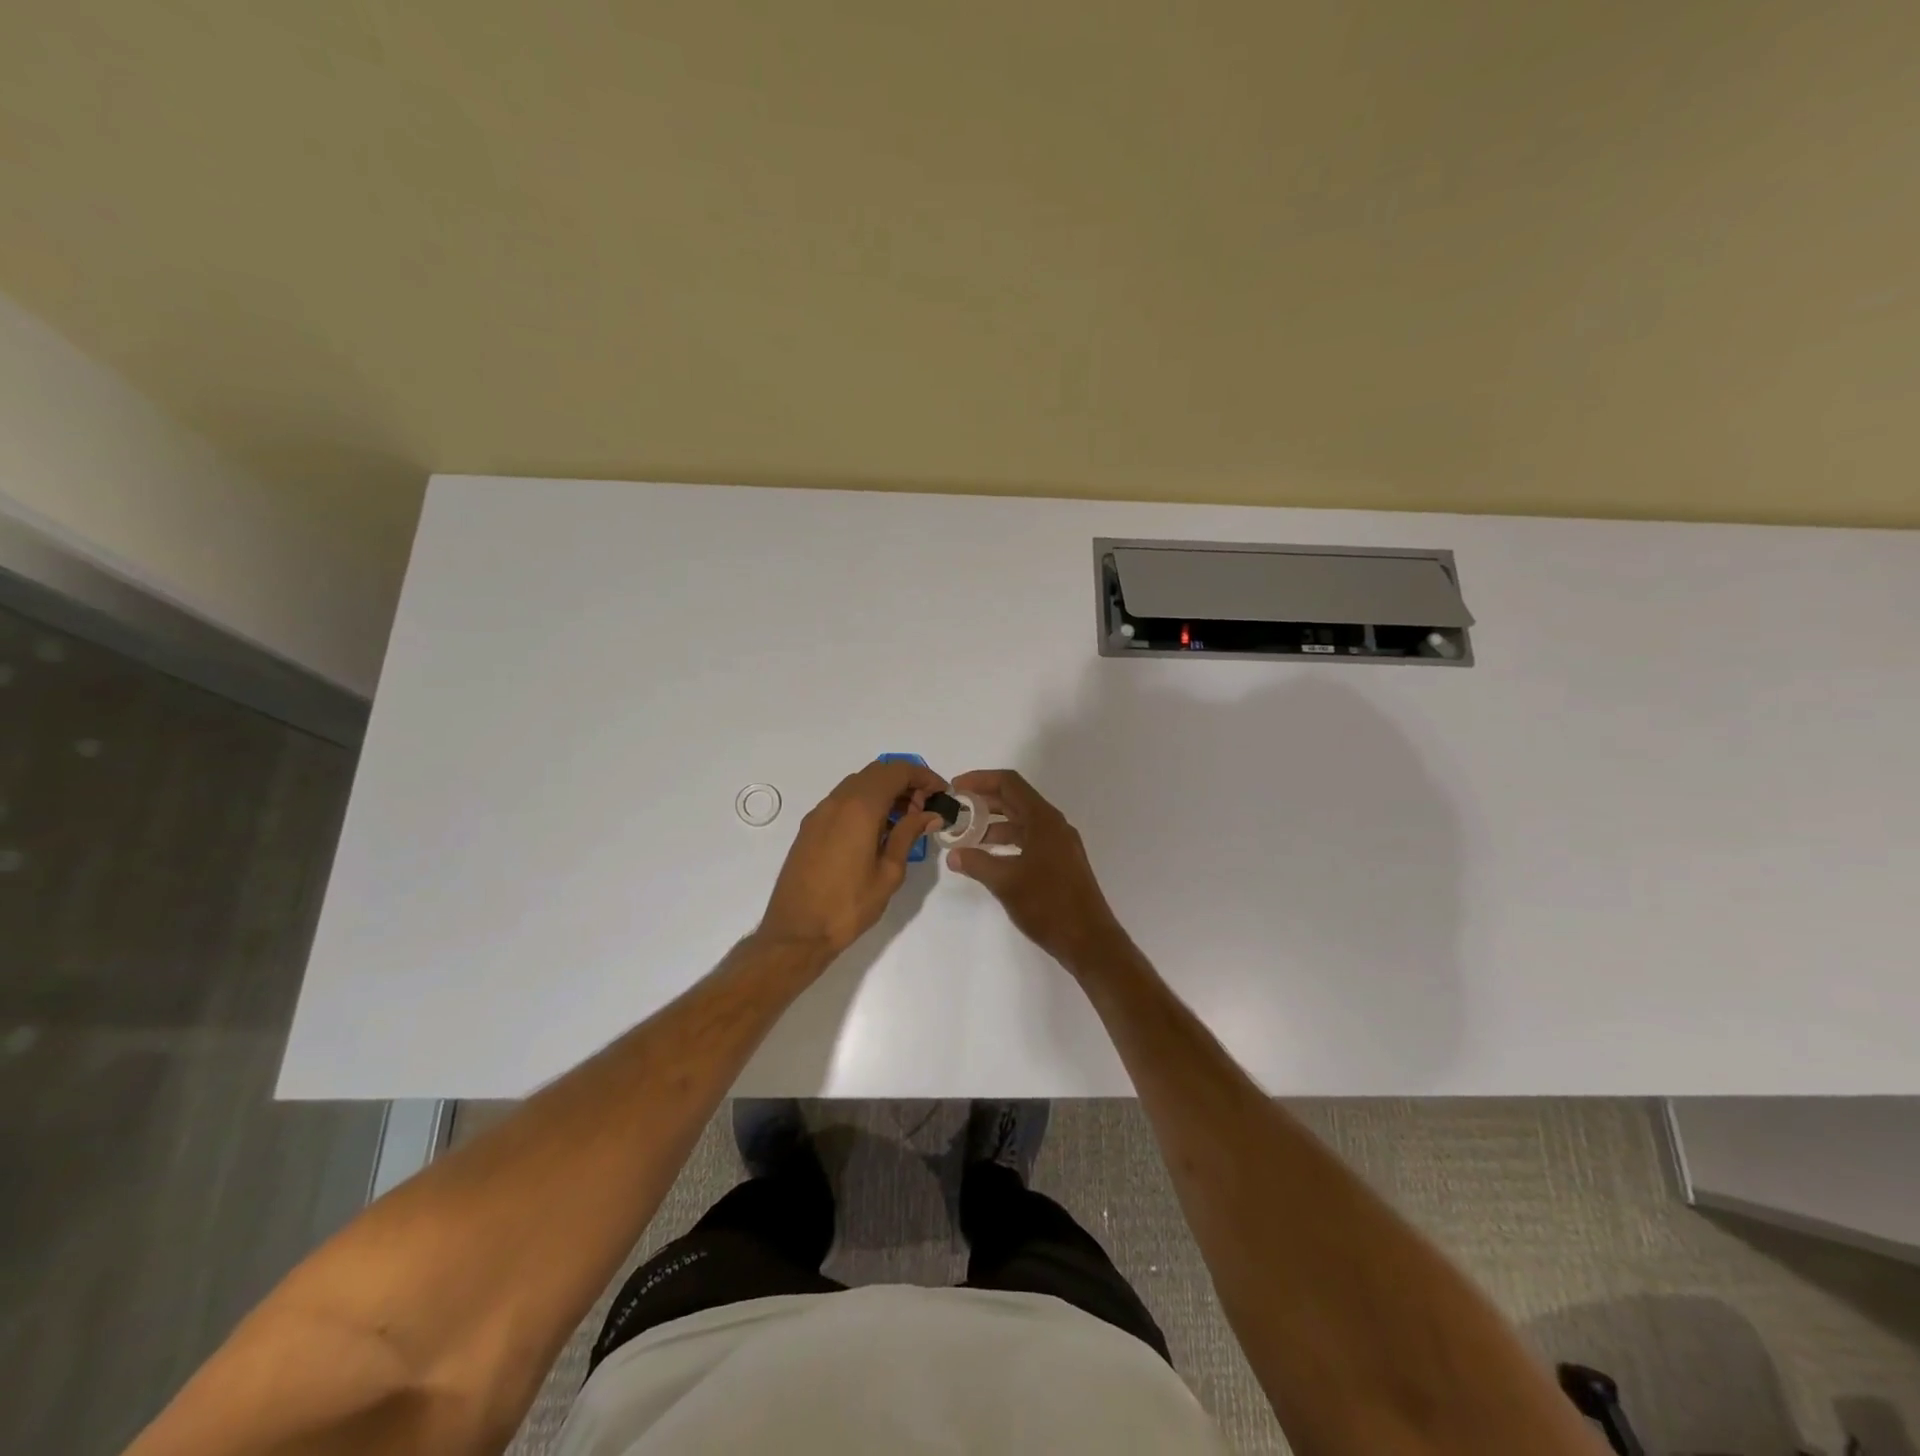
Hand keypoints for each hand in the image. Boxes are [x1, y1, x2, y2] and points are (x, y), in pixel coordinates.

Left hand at [757, 759, 946, 961]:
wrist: (796, 931)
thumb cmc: (848, 905)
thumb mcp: (889, 872)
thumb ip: (908, 835)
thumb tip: (929, 814)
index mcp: (860, 808)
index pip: (897, 771)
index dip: (923, 776)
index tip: (941, 794)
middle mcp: (837, 801)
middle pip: (877, 772)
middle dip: (905, 782)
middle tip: (924, 809)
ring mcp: (820, 812)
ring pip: (858, 784)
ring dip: (885, 791)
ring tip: (905, 821)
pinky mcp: (810, 827)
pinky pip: (843, 800)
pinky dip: (865, 802)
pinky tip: (878, 831)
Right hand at [945, 770, 1125, 972]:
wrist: (1089, 941)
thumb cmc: (1048, 905)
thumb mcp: (1006, 882)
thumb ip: (977, 863)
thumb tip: (954, 855)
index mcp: (1043, 820)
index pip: (1009, 783)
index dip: (980, 780)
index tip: (955, 789)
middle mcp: (1053, 825)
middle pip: (1014, 800)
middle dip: (983, 802)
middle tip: (955, 812)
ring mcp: (1059, 844)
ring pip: (1021, 823)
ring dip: (993, 825)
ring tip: (965, 838)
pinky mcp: (1060, 863)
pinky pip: (1028, 840)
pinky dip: (1007, 843)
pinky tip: (988, 858)